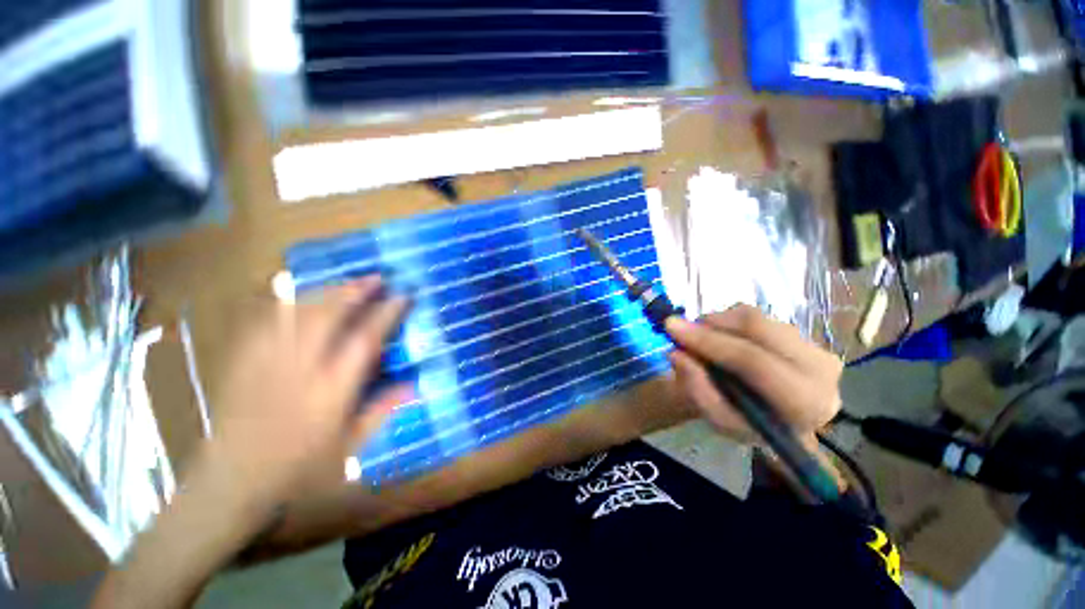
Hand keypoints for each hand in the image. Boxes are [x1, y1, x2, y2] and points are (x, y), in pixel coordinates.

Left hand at [206, 276, 411, 509]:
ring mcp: (269, 361)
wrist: (231, 481)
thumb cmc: (298, 468)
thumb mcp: (350, 446)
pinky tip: (300, 295)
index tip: (402, 297)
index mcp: (331, 389)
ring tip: (347, 281)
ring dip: (327, 291)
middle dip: (355, 291)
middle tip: (376, 277)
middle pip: (328, 315)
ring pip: (299, 312)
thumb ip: (383, 410)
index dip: (386, 314)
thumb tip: (413, 384)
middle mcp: (301, 367)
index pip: (365, 340)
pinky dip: (289, 303)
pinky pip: (268, 321)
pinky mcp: (245, 361)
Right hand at [665, 305, 841, 444]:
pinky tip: (720, 337)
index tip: (671, 328)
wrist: (783, 421)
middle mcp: (820, 368)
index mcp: (805, 402)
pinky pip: (758, 316)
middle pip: (757, 327)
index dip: (708, 341)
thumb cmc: (751, 425)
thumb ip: (698, 390)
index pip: (753, 361)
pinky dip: (729, 321)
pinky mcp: (804, 333)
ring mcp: (815, 345)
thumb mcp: (720, 420)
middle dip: (711, 324)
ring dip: (718, 322)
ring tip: (701, 339)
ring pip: (755, 317)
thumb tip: (675, 353)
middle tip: (681, 328)